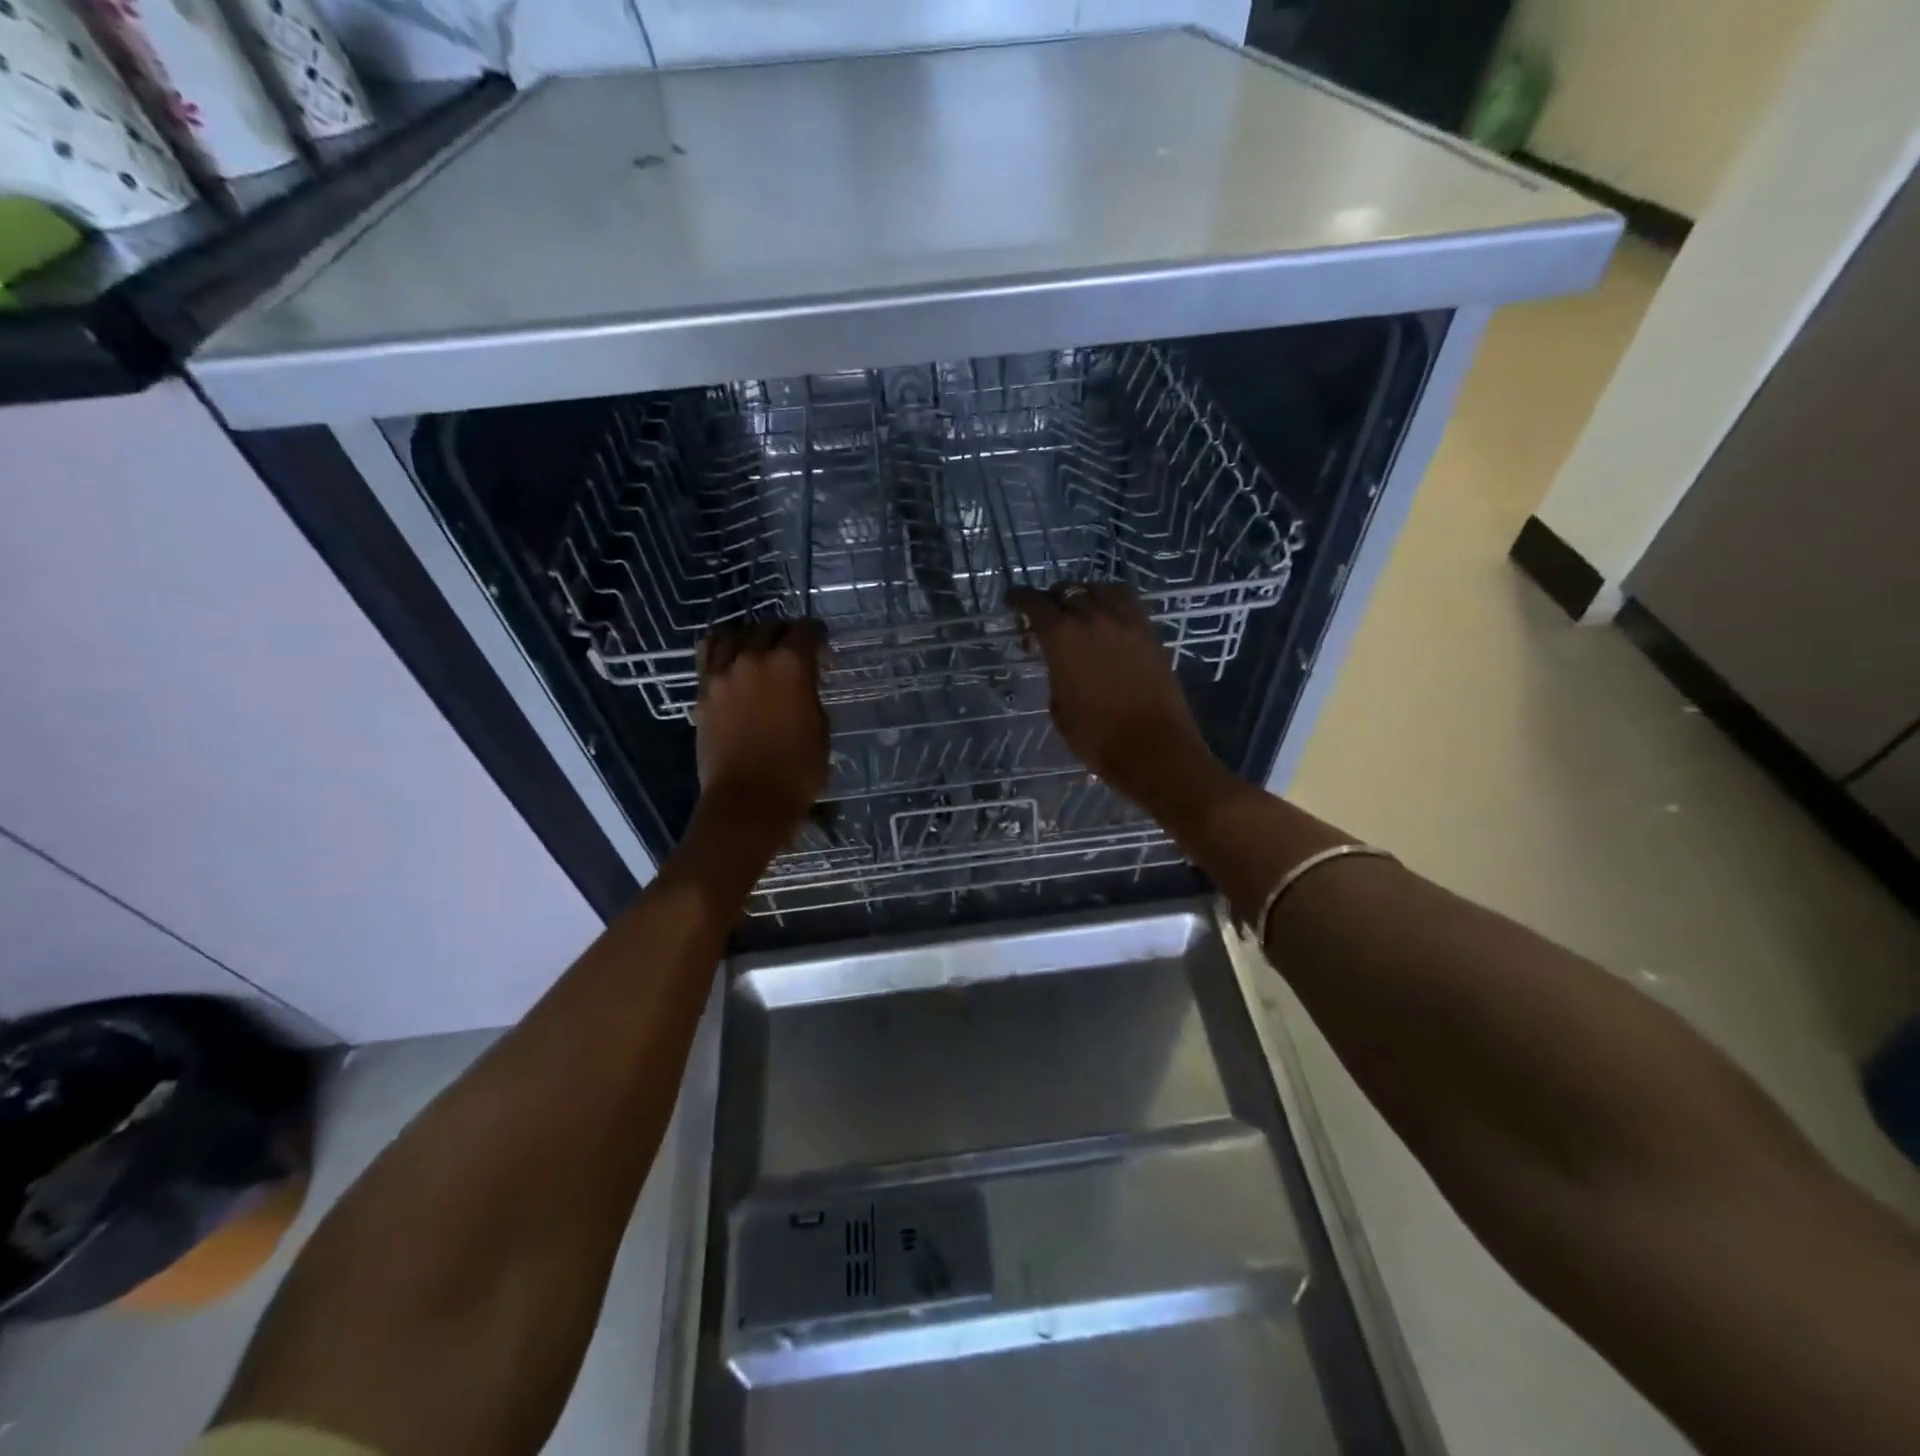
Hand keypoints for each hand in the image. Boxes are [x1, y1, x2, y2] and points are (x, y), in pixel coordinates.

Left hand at [694, 619, 829, 836]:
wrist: (748, 801)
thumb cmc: (797, 770)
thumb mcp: (821, 727)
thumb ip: (810, 694)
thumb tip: (802, 683)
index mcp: (790, 664)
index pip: (806, 630)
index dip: (817, 635)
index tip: (822, 645)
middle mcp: (754, 658)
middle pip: (770, 627)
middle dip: (785, 633)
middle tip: (794, 649)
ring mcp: (722, 672)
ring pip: (735, 634)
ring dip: (752, 636)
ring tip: (759, 648)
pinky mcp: (703, 690)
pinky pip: (708, 653)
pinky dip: (722, 647)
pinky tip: (730, 656)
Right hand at [1007, 582, 1233, 819]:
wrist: (1153, 748)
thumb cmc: (1097, 737)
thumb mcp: (1060, 708)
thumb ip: (1056, 676)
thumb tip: (1062, 664)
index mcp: (1063, 637)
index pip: (1036, 605)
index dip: (1020, 599)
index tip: (1013, 601)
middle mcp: (1093, 619)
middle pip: (1067, 591)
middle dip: (1052, 598)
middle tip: (1046, 613)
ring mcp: (1126, 622)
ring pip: (1100, 589)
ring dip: (1084, 594)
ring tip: (1079, 608)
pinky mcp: (1150, 633)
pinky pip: (1127, 602)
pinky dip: (1111, 600)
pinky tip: (1108, 616)